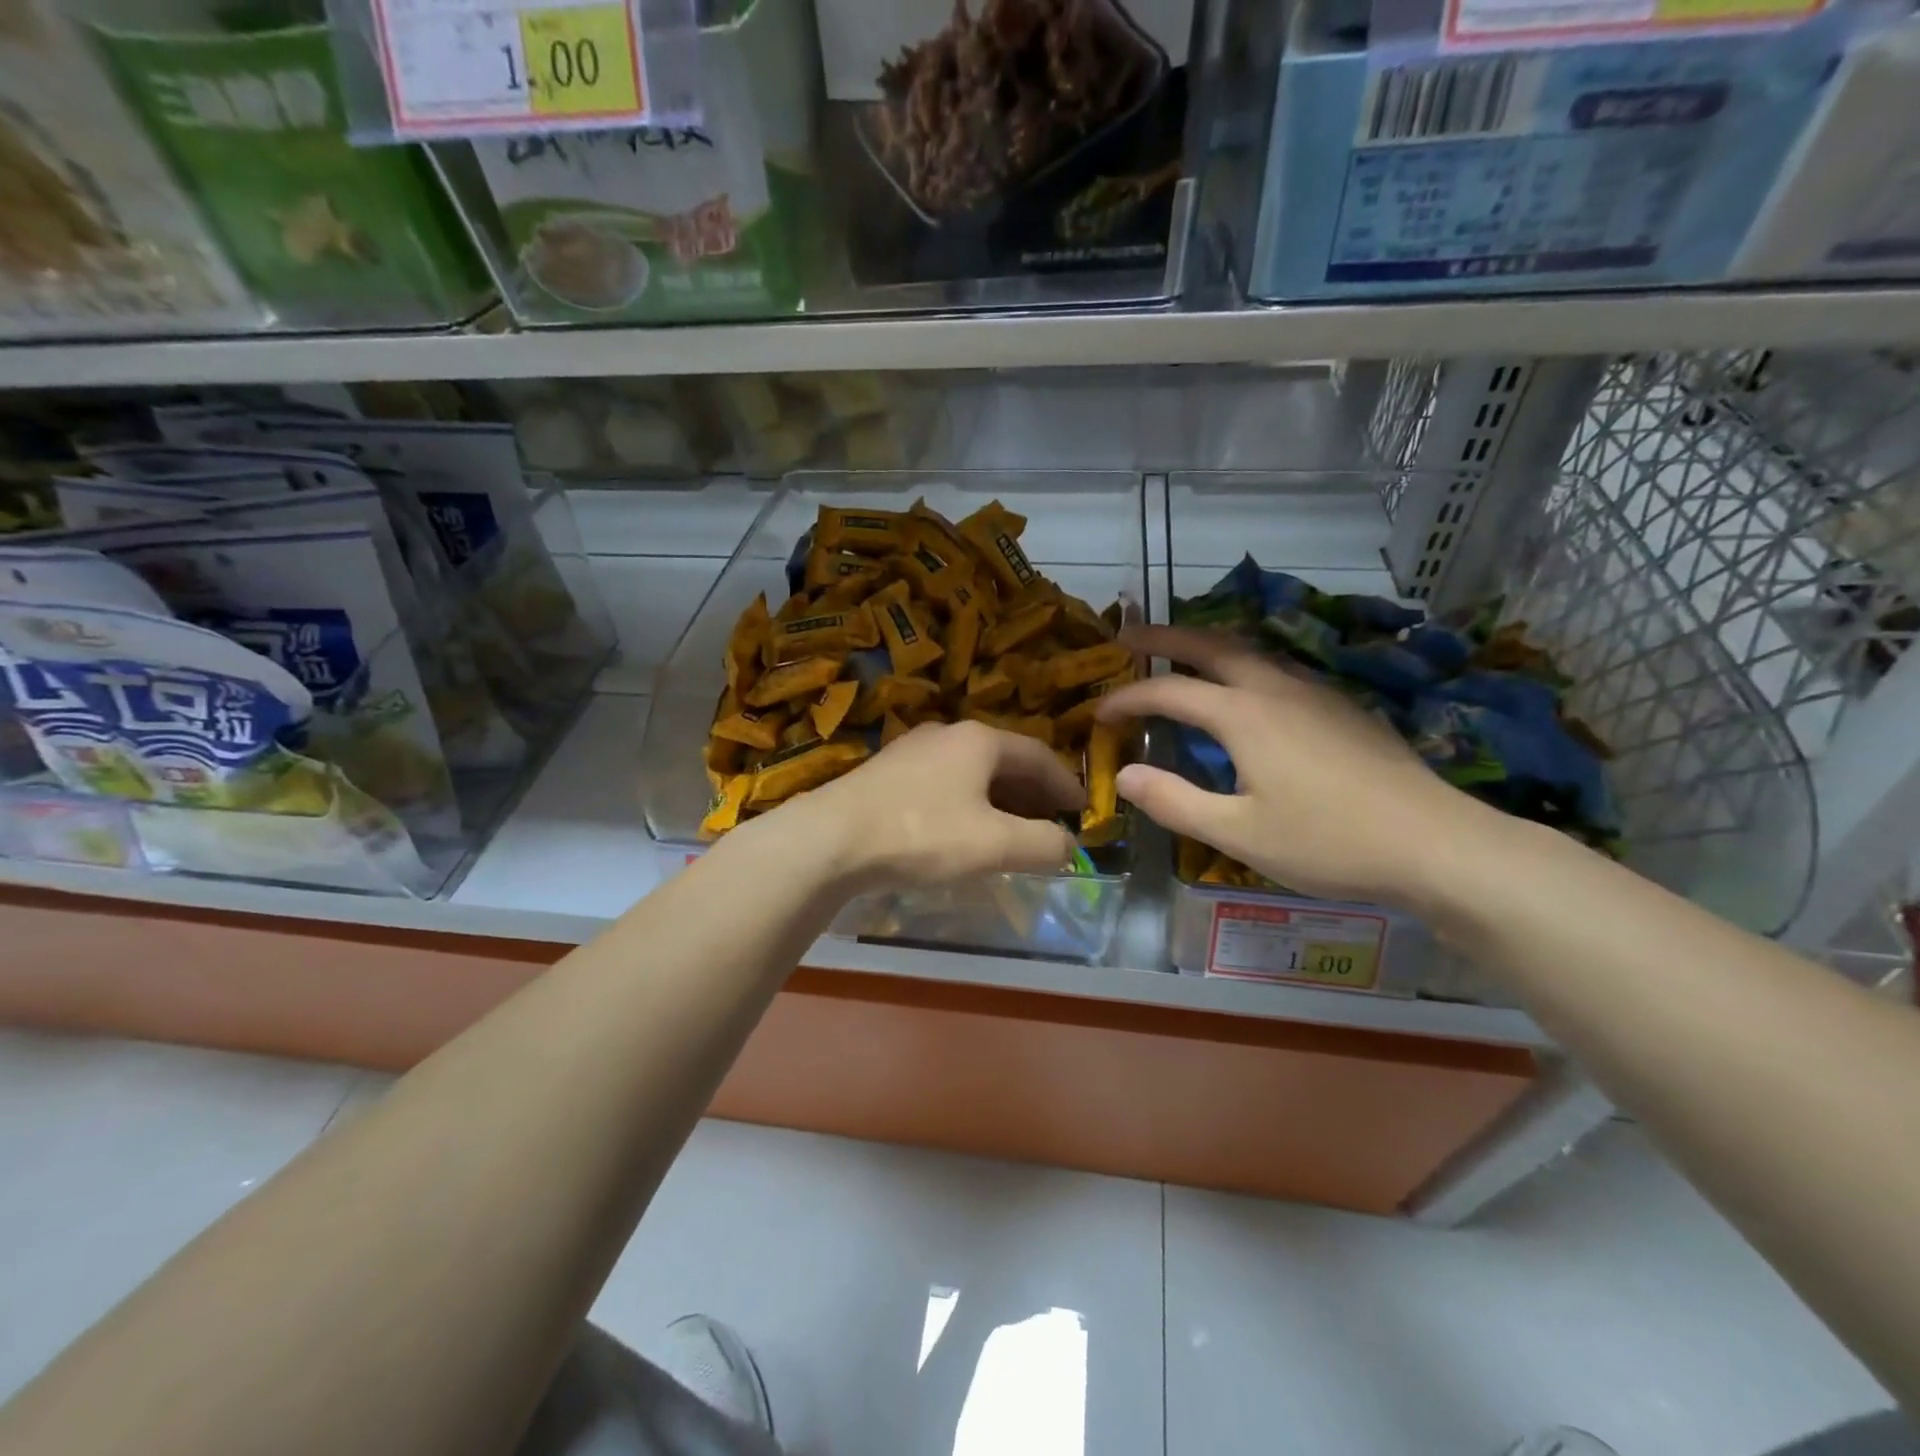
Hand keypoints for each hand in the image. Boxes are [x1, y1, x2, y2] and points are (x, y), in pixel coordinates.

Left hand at [780, 720, 1084, 891]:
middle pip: (1005, 760)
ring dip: (1000, 798)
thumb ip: (1043, 845)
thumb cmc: (922, 834)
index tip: (1082, 810)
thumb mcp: (994, 845)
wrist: (831, 839)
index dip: (1065, 784)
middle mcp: (947, 734)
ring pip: (972, 771)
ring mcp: (912, 750)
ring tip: (1013, 829)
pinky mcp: (886, 773)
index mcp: (979, 740)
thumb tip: (1068, 846)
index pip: (1038, 755)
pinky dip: (968, 802)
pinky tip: (963, 829)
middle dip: (1033, 792)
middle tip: (1052, 822)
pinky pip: (944, 783)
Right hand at [1096, 625, 1487, 907]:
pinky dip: (1242, 666)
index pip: (1170, 691)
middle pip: (1212, 646)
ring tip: (1181, 656)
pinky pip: (1278, 670)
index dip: (1128, 698)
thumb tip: (1125, 775)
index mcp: (1245, 715)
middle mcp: (1277, 689)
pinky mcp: (1344, 708)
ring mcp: (1316, 693)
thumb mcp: (1239, 834)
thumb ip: (1176, 802)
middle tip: (1128, 635)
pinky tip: (1247, 694)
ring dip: (1207, 647)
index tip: (1098, 711)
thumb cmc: (1329, 842)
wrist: (1437, 843)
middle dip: (1164, 637)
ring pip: (1250, 652)